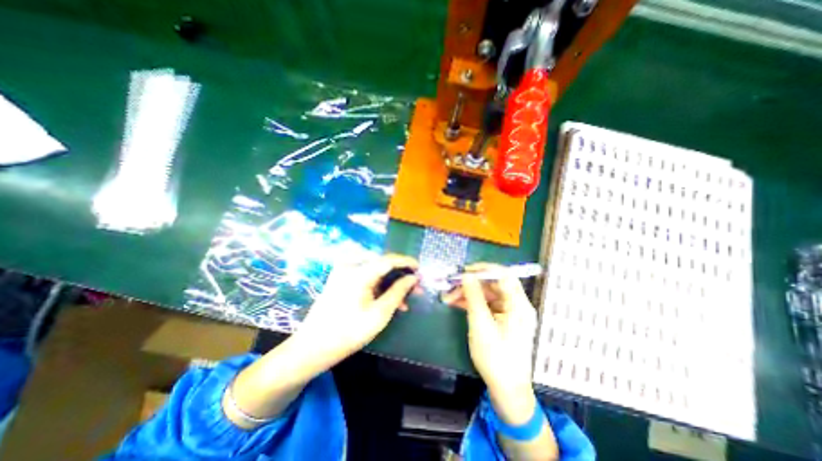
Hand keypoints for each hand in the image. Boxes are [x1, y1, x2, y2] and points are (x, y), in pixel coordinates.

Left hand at [294, 253, 418, 371]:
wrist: (313, 347)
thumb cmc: (348, 333)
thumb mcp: (379, 314)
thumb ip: (398, 292)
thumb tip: (413, 278)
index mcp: (358, 272)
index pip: (389, 259)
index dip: (407, 262)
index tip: (420, 268)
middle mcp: (350, 266)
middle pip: (382, 264)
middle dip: (400, 275)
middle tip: (415, 288)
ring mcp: (343, 271)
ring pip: (375, 271)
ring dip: (391, 282)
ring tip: (404, 300)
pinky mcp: (340, 279)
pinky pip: (366, 276)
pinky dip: (379, 285)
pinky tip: (388, 299)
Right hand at [444, 263, 539, 424]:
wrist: (507, 390)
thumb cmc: (495, 358)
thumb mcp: (481, 325)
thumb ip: (474, 297)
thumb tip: (467, 275)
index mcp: (519, 304)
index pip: (504, 274)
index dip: (483, 269)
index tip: (464, 271)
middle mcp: (517, 304)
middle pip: (493, 284)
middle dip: (470, 283)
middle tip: (450, 286)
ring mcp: (509, 312)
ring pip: (487, 293)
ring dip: (468, 293)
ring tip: (448, 298)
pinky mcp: (502, 318)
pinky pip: (486, 304)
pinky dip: (472, 302)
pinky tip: (456, 303)